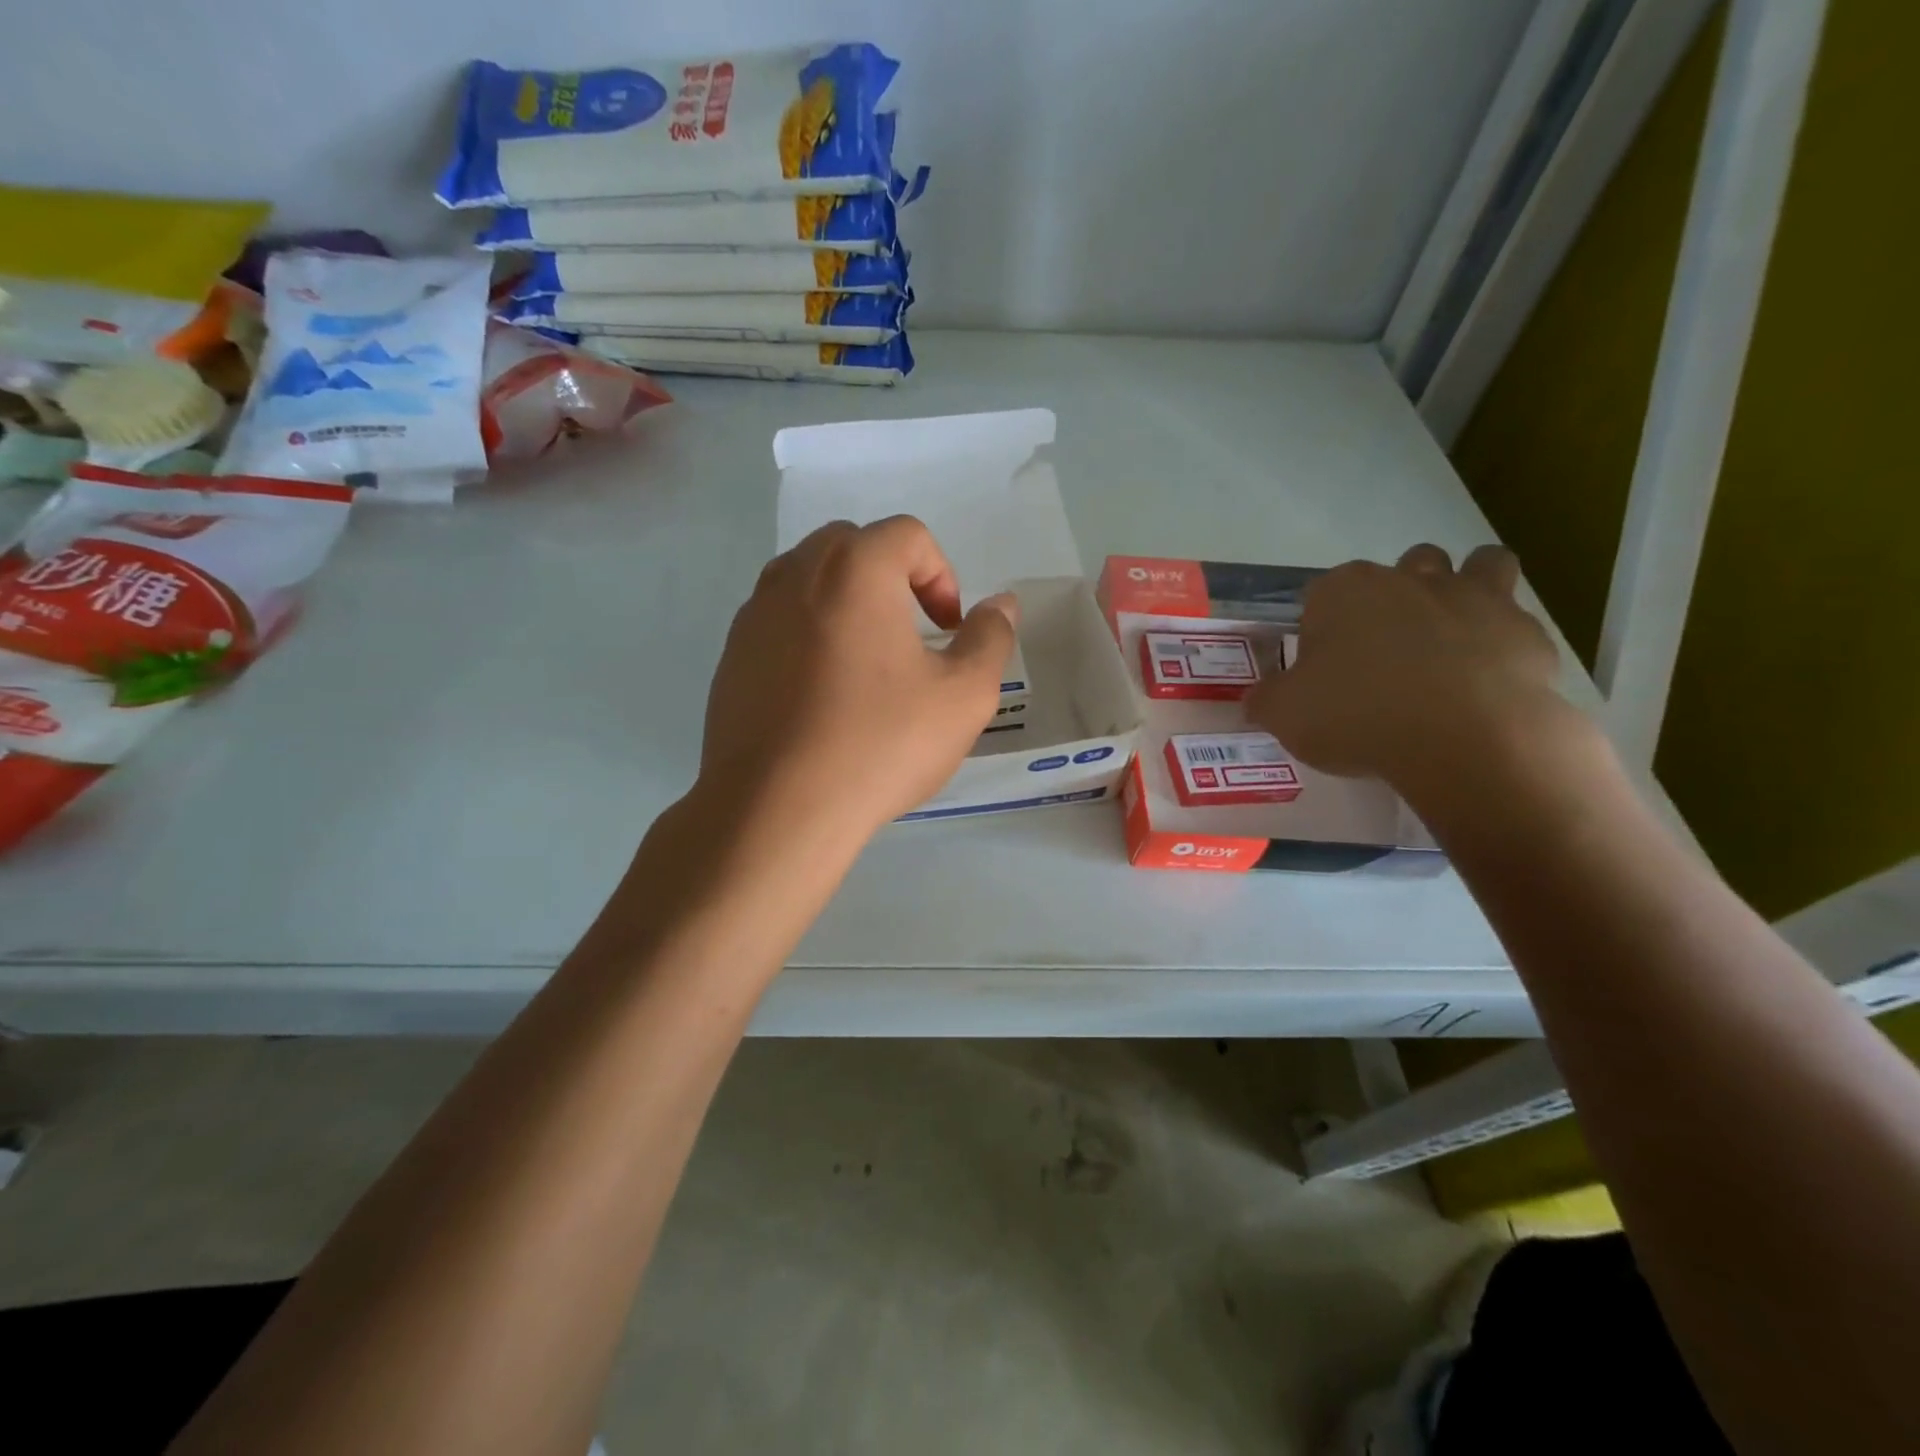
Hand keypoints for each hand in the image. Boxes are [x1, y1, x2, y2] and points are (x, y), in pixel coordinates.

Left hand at [700, 516, 1018, 844]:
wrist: (776, 808)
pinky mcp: (731, 656)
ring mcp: (754, 614)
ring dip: (847, 603)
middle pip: (853, 546)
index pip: (907, 535)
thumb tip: (1002, 605)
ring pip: (809, 580)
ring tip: (867, 665)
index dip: (942, 575)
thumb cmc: (880, 744)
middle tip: (912, 636)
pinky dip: (809, 635)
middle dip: (893, 579)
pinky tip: (823, 696)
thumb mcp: (963, 696)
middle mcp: (796, 574)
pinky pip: (779, 621)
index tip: (948, 630)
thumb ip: (990, 639)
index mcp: (855, 568)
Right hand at [1244, 543, 1564, 788]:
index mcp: (1344, 591)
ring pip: (1477, 565)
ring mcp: (1473, 597)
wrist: (1463, 738)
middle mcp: (1409, 579)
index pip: (1321, 595)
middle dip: (1396, 597)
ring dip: (1466, 588)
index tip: (1322, 669)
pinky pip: (1514, 621)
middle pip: (1402, 568)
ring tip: (1451, 637)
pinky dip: (1502, 641)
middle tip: (1385, 652)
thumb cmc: (1358, 715)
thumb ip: (1265, 700)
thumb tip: (1255, 699)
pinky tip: (1487, 680)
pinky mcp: (1525, 630)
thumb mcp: (1285, 715)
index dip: (1320, 629)